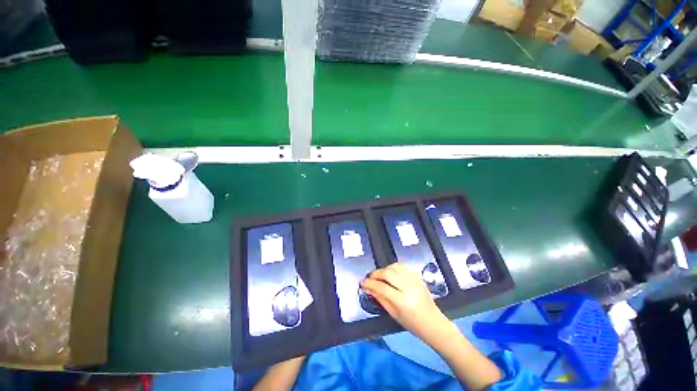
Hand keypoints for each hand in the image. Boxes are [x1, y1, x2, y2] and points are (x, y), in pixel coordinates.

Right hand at [360, 263, 449, 340]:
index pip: (382, 287)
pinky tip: (390, 272)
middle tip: (370, 277)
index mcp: (403, 301)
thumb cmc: (412, 323)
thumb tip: (368, 288)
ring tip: (380, 275)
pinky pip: (403, 266)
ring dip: (384, 269)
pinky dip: (394, 267)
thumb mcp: (394, 314)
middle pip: (388, 273)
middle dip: (376, 273)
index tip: (362, 282)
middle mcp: (409, 287)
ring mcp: (415, 280)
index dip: (370, 284)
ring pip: (395, 267)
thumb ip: (380, 299)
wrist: (433, 322)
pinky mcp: (418, 276)